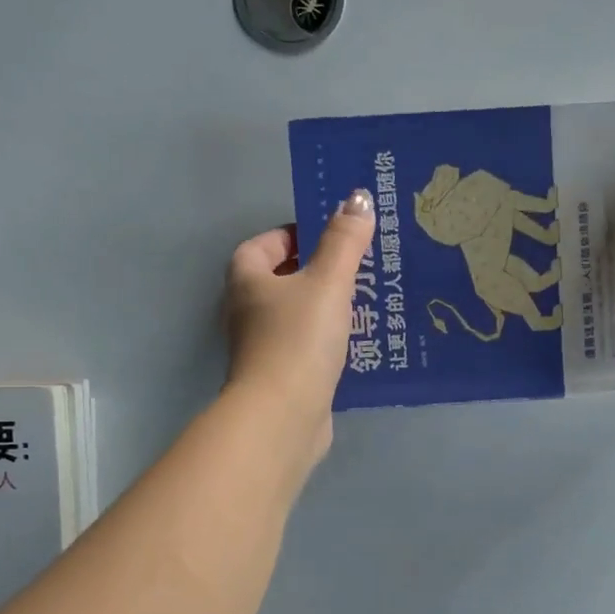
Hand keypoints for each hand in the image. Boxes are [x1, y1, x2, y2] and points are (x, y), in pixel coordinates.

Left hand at [223, 190, 375, 457]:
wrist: (283, 415)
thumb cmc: (299, 339)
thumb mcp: (328, 281)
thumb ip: (344, 241)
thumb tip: (358, 198)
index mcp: (247, 279)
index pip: (266, 243)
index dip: (296, 235)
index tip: (333, 238)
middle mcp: (247, 310)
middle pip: (283, 280)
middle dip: (318, 272)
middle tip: (360, 268)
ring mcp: (263, 347)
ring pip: (297, 316)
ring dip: (326, 309)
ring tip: (367, 303)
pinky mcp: (282, 378)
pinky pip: (308, 347)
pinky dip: (329, 342)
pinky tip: (359, 344)